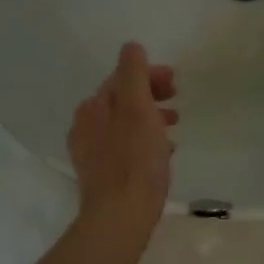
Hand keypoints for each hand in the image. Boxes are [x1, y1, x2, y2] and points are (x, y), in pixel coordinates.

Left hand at [67, 42, 177, 248]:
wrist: (120, 217)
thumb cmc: (134, 161)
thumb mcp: (138, 109)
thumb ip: (134, 74)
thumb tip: (131, 47)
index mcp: (92, 108)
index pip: (121, 79)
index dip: (149, 75)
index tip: (176, 83)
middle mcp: (85, 127)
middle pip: (121, 102)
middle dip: (150, 98)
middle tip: (177, 103)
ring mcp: (91, 154)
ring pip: (124, 126)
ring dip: (149, 121)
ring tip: (174, 131)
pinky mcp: (102, 177)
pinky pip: (125, 148)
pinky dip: (144, 143)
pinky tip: (161, 156)